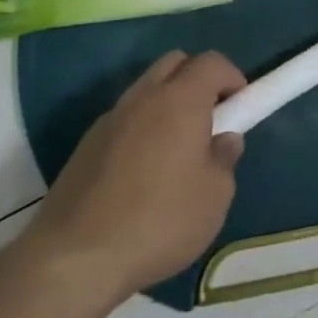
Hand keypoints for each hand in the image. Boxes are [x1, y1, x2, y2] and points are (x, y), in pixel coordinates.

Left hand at [29, 50, 246, 303]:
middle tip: (211, 121)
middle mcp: (144, 96)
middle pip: (175, 63)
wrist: (76, 255)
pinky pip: (125, 118)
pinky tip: (143, 173)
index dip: (232, 77)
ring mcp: (111, 116)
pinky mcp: (87, 142)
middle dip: (198, 80)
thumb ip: (224, 160)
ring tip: (177, 153)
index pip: (212, 62)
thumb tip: (223, 140)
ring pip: (147, 89)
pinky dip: (142, 128)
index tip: (241, 108)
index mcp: (180, 99)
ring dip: (167, 104)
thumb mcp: (214, 198)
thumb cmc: (159, 221)